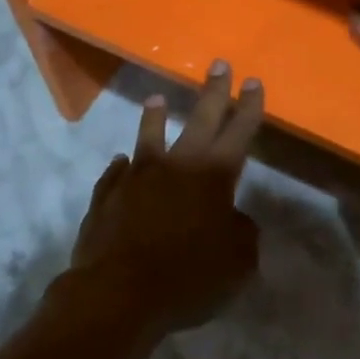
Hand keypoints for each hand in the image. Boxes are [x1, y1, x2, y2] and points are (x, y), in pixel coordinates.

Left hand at [66, 61, 263, 334]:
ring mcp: (135, 179)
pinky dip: (122, 167)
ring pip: (148, 138)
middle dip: (212, 92)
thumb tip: (233, 220)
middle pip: (199, 120)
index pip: (238, 131)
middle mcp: (176, 166)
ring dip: (154, 118)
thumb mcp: (238, 262)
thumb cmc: (188, 276)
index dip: (248, 107)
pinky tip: (121, 163)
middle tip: (218, 65)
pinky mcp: (106, 198)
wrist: (117, 293)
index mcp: (213, 176)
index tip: (253, 81)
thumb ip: (242, 234)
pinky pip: (116, 174)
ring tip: (156, 100)